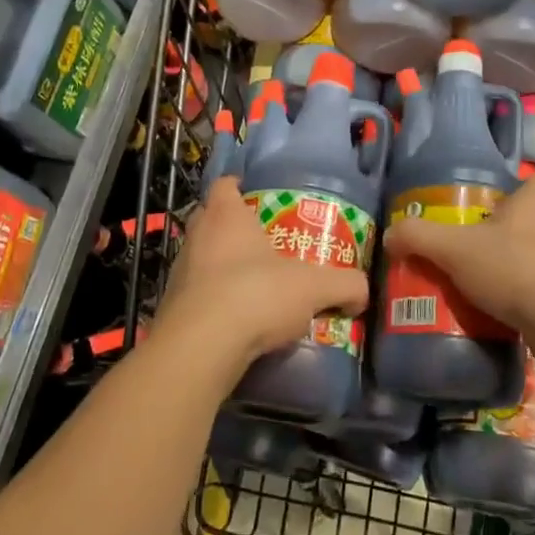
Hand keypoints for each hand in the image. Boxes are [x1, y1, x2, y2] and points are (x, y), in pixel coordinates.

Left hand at [155, 177, 369, 371]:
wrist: (200, 348)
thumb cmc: (255, 294)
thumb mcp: (313, 287)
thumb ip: (344, 285)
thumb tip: (362, 292)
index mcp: (226, 216)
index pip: (224, 186)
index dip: (237, 188)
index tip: (253, 195)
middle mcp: (196, 236)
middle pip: (210, 220)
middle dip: (231, 228)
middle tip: (260, 242)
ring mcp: (179, 273)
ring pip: (200, 259)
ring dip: (220, 268)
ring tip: (250, 285)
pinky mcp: (171, 309)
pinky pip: (195, 296)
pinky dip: (211, 302)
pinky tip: (234, 321)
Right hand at [382, 171, 534, 353]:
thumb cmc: (515, 268)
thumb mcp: (454, 250)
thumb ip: (419, 237)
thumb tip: (390, 234)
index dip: (519, 191)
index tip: (493, 211)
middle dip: (513, 232)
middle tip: (481, 250)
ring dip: (524, 265)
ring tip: (492, 284)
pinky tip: (511, 310)